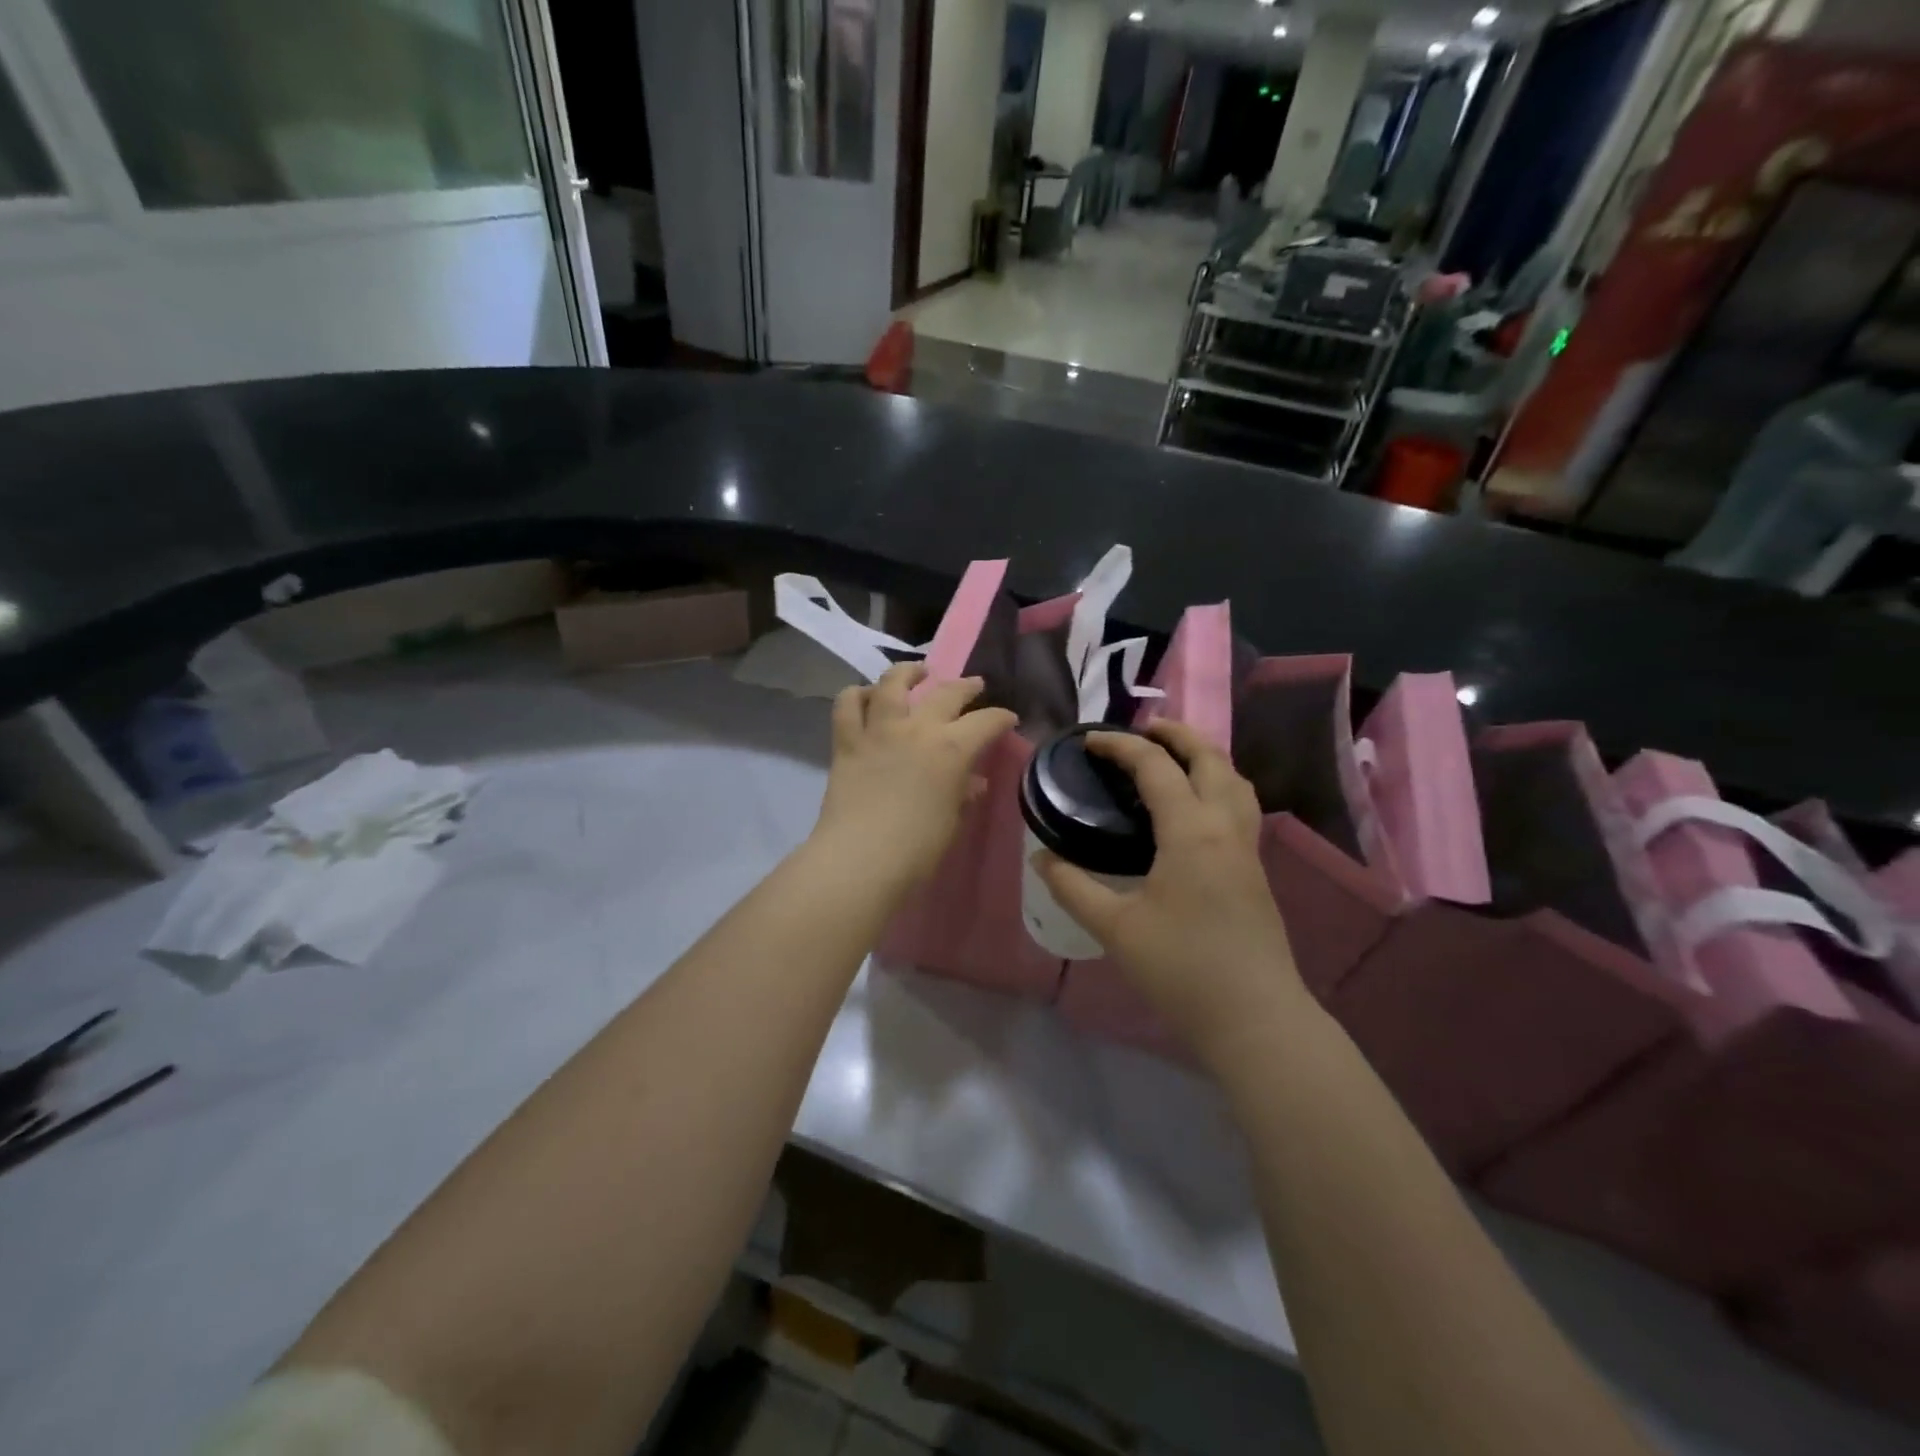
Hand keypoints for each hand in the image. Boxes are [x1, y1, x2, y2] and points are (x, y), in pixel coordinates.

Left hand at [813, 663, 1017, 887]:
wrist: (861, 858)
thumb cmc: (917, 848)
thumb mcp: (952, 820)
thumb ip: (962, 793)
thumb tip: (973, 781)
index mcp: (952, 749)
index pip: (986, 722)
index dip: (1001, 718)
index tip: (1008, 720)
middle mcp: (917, 728)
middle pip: (946, 693)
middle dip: (965, 686)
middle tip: (974, 685)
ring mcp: (879, 730)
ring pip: (892, 683)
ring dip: (907, 672)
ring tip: (917, 672)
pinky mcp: (847, 741)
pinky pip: (846, 705)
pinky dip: (856, 695)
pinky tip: (866, 697)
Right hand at [1036, 721, 1300, 1051]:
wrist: (1255, 1018)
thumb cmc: (1182, 969)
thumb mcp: (1115, 928)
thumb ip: (1073, 888)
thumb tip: (1040, 859)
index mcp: (1191, 831)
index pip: (1155, 766)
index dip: (1121, 746)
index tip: (1089, 741)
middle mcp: (1226, 827)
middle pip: (1209, 757)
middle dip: (1176, 734)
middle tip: (1142, 730)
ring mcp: (1248, 848)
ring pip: (1234, 779)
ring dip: (1204, 756)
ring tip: (1174, 756)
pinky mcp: (1256, 870)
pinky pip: (1240, 805)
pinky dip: (1217, 784)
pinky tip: (1196, 808)